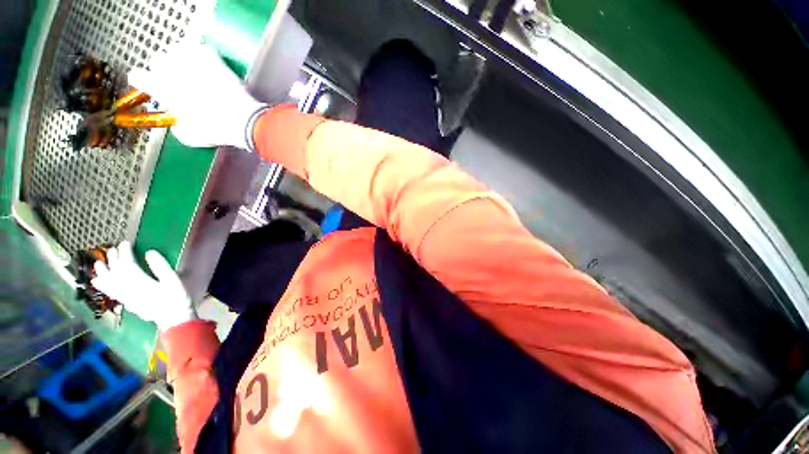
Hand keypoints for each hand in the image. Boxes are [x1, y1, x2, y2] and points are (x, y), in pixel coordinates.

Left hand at [91, 241, 197, 331]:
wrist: (174, 319)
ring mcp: (127, 297)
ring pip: (109, 283)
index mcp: (141, 282)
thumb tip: (149, 252)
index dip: (125, 253)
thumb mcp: (173, 280)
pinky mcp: (127, 302)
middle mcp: (129, 289)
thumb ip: (161, 266)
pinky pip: (111, 293)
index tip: (125, 243)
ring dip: (102, 272)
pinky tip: (97, 283)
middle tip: (112, 249)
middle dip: (113, 259)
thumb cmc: (177, 298)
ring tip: (98, 263)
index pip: (127, 264)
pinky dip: (103, 286)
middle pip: (116, 272)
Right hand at [128, 43, 265, 149]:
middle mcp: (171, 68)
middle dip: (165, 70)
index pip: (137, 75)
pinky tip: (207, 67)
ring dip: (181, 60)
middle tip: (178, 82)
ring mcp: (192, 60)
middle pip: (158, 60)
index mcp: (160, 86)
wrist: (243, 120)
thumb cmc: (214, 130)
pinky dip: (200, 55)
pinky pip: (199, 48)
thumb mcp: (188, 135)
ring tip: (192, 73)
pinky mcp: (212, 57)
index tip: (151, 86)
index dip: (144, 81)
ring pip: (177, 50)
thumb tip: (177, 117)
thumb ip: (175, 121)